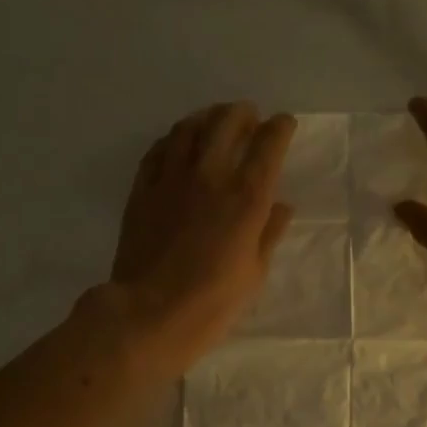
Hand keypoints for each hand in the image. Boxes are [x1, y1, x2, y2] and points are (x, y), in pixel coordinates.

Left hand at [110, 102, 295, 374]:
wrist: (149, 313)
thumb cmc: (212, 303)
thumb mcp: (254, 273)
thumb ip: (269, 233)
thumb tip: (282, 206)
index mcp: (246, 198)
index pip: (268, 146)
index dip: (279, 128)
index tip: (284, 123)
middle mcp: (210, 177)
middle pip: (226, 124)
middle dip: (242, 113)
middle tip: (249, 115)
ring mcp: (171, 180)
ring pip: (189, 129)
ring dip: (206, 117)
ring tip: (214, 119)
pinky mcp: (142, 190)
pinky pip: (158, 150)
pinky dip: (174, 139)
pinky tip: (178, 142)